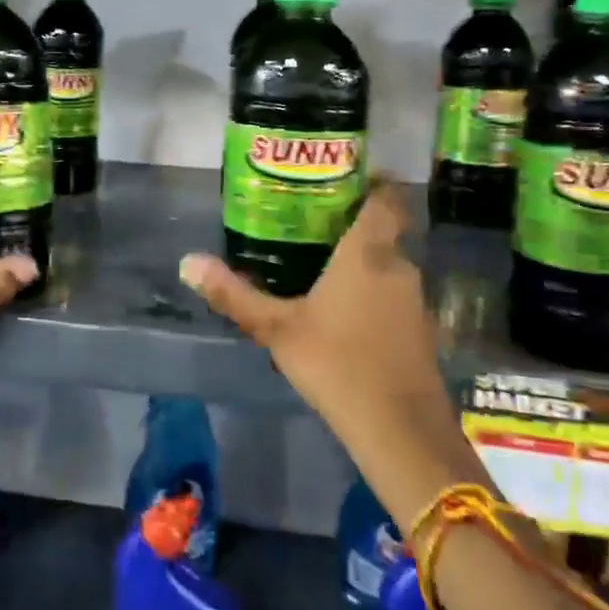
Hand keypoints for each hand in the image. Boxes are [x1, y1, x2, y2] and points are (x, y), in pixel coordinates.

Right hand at [178, 183, 484, 489]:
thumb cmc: (336, 363)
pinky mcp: (420, 332)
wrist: (399, 429)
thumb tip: (187, 262)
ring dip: (361, 264)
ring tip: (320, 267)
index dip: (371, 184)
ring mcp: (414, 301)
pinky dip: (372, 294)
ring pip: (387, 267)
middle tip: (311, 226)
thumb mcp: (276, 328)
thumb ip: (234, 295)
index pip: (385, 199)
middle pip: (383, 233)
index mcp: (367, 254)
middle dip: (352, 227)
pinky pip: (393, 296)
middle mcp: (398, 268)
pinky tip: (343, 314)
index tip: (344, 179)